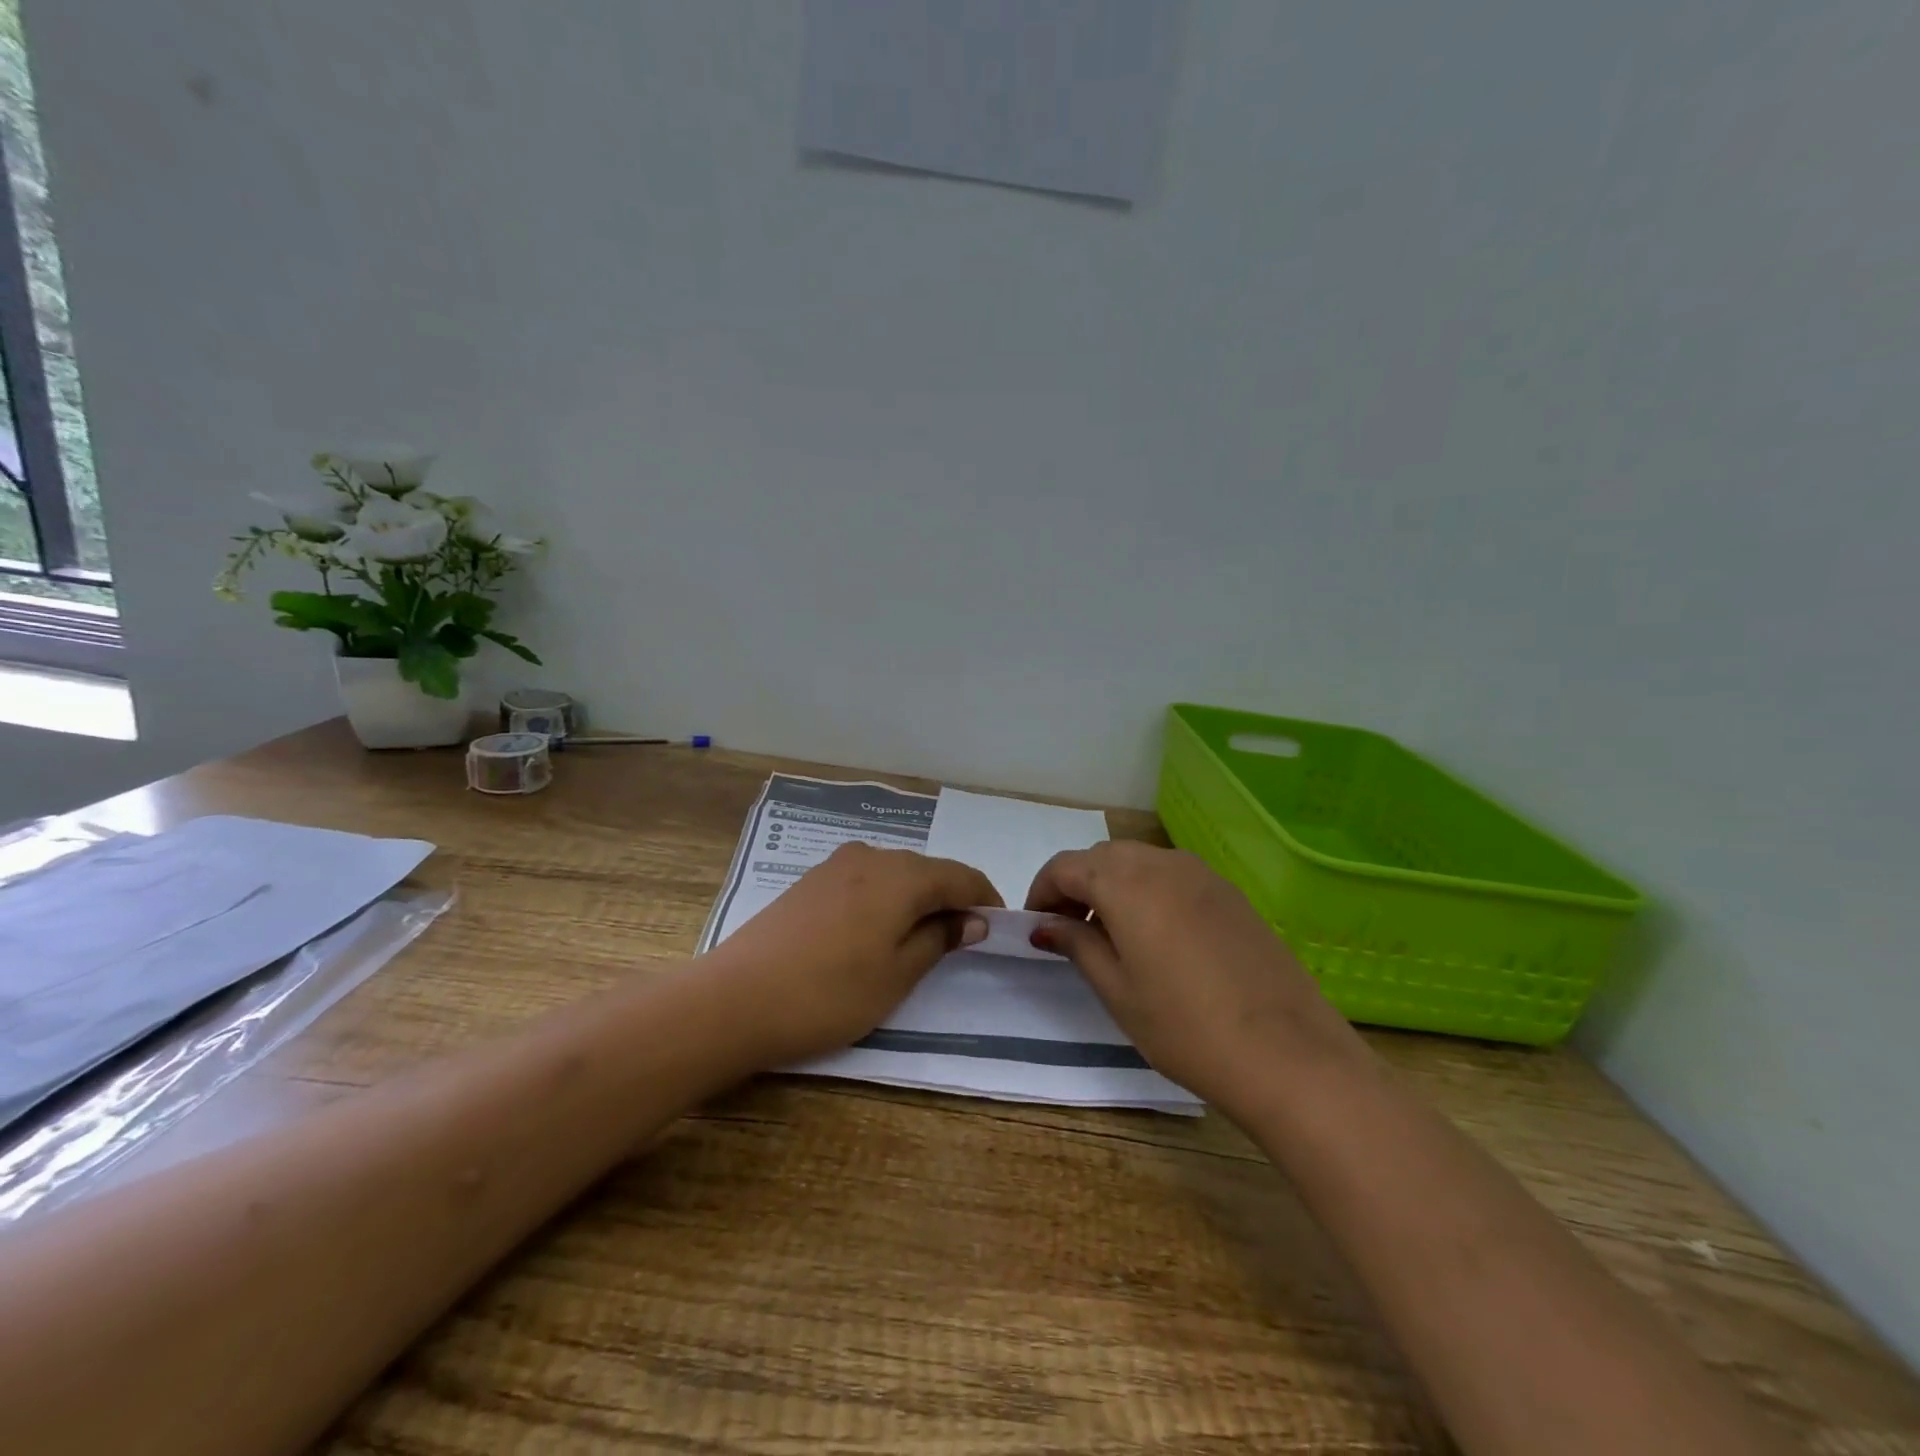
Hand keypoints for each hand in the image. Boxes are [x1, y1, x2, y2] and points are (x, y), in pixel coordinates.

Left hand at [712, 842, 999, 1067]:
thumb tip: (971, 919)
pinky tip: (876, 930)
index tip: (998, 926)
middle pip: (928, 870)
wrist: (735, 998)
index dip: (985, 898)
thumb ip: (938, 939)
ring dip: (917, 898)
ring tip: (920, 938)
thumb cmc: (829, 993)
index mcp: (902, 876)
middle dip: (951, 898)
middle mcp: (872, 856)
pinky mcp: (811, 880)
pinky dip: (885, 898)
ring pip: (895, 873)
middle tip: (961, 939)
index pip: (961, 876)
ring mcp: (836, 865)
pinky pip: (866, 879)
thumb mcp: (897, 975)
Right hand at [1027, 842, 1359, 1120]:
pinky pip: (1173, 875)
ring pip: (1139, 861)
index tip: (1036, 925)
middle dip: (1076, 884)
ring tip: (1111, 934)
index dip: (1042, 891)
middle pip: (1103, 857)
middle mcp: (1162, 863)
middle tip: (1069, 929)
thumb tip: (1046, 925)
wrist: (1288, 1054)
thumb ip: (1077, 945)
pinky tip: (1156, 935)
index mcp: (1126, 883)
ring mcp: (1202, 874)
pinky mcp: (1230, 893)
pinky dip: (1148, 890)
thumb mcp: (1117, 991)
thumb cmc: (1185, 1028)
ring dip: (1113, 884)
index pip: (1066, 866)